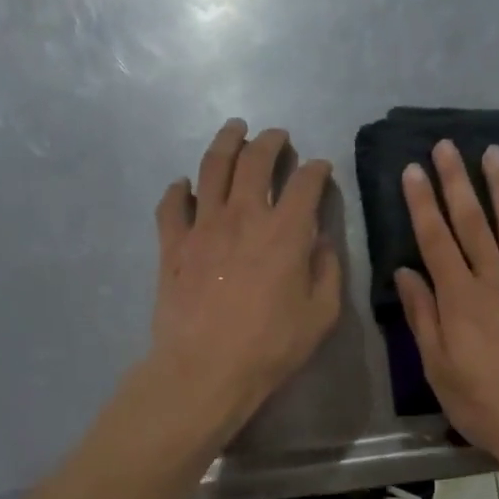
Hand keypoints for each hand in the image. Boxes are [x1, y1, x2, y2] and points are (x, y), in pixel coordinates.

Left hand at [148, 120, 341, 440]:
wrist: (206, 368)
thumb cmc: (271, 346)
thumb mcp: (321, 314)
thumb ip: (327, 270)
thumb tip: (322, 241)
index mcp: (285, 231)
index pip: (305, 183)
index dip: (317, 170)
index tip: (321, 168)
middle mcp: (243, 215)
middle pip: (255, 160)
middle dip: (270, 141)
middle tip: (277, 136)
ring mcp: (202, 226)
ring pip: (212, 168)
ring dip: (225, 142)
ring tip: (234, 130)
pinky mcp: (172, 244)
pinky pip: (171, 205)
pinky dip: (178, 190)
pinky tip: (183, 185)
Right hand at [394, 140, 498, 467]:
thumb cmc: (482, 404)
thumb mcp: (438, 367)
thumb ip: (424, 316)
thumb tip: (406, 270)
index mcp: (460, 299)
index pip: (436, 240)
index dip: (422, 203)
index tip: (413, 169)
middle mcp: (496, 282)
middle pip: (473, 223)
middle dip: (457, 182)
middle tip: (446, 146)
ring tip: (494, 152)